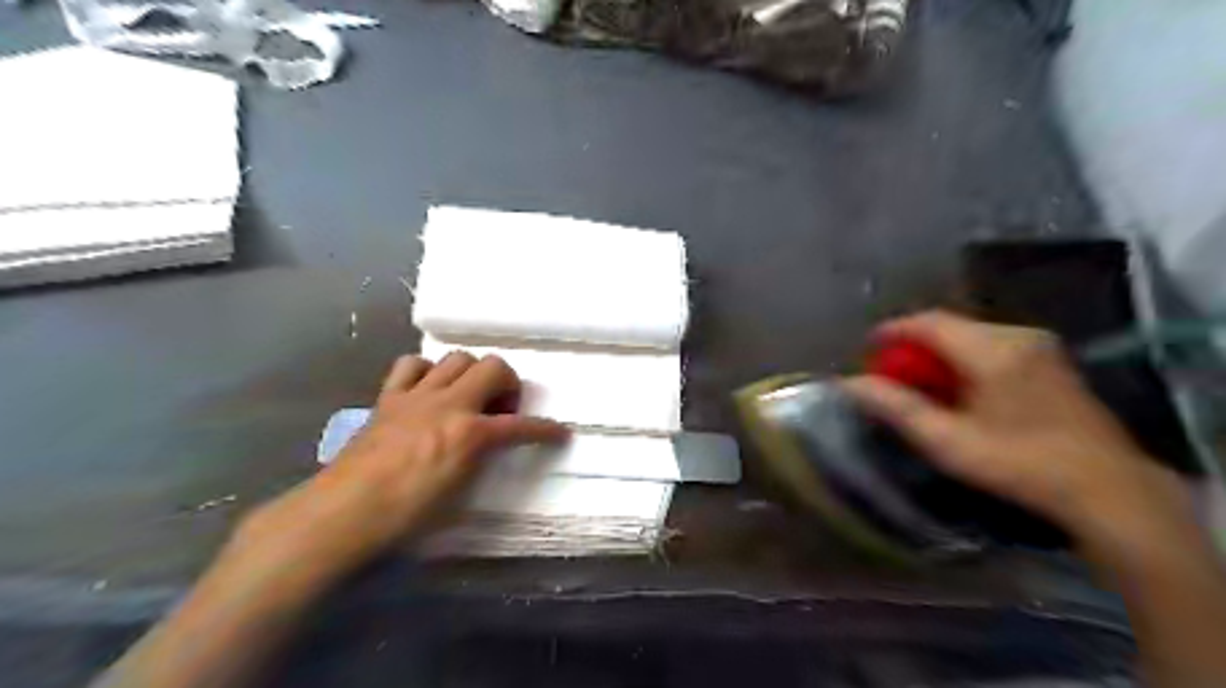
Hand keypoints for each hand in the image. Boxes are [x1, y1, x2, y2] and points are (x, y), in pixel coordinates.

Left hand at [232, 353, 567, 587]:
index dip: (546, 430)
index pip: (521, 426)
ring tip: (468, 397)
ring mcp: (416, 396)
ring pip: (457, 358)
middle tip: (501, 410)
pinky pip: (412, 364)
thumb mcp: (459, 497)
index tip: (561, 433)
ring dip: (471, 373)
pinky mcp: (389, 397)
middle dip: (508, 384)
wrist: (343, 514)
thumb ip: (481, 462)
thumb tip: (490, 449)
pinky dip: (426, 372)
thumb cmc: (405, 517)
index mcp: (469, 434)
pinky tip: (428, 390)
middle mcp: (448, 404)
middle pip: (494, 366)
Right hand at [843, 313, 1187, 553]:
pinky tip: (959, 387)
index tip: (868, 347)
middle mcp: (1018, 336)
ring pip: (971, 335)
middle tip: (892, 373)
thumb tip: (848, 384)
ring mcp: (1041, 347)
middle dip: (914, 345)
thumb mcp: (947, 441)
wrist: (1109, 491)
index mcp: (993, 349)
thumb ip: (895, 407)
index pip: (929, 322)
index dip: (893, 330)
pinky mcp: (1052, 361)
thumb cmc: (1019, 465)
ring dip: (939, 352)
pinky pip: (993, 345)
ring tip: (921, 382)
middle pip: (950, 325)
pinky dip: (964, 358)